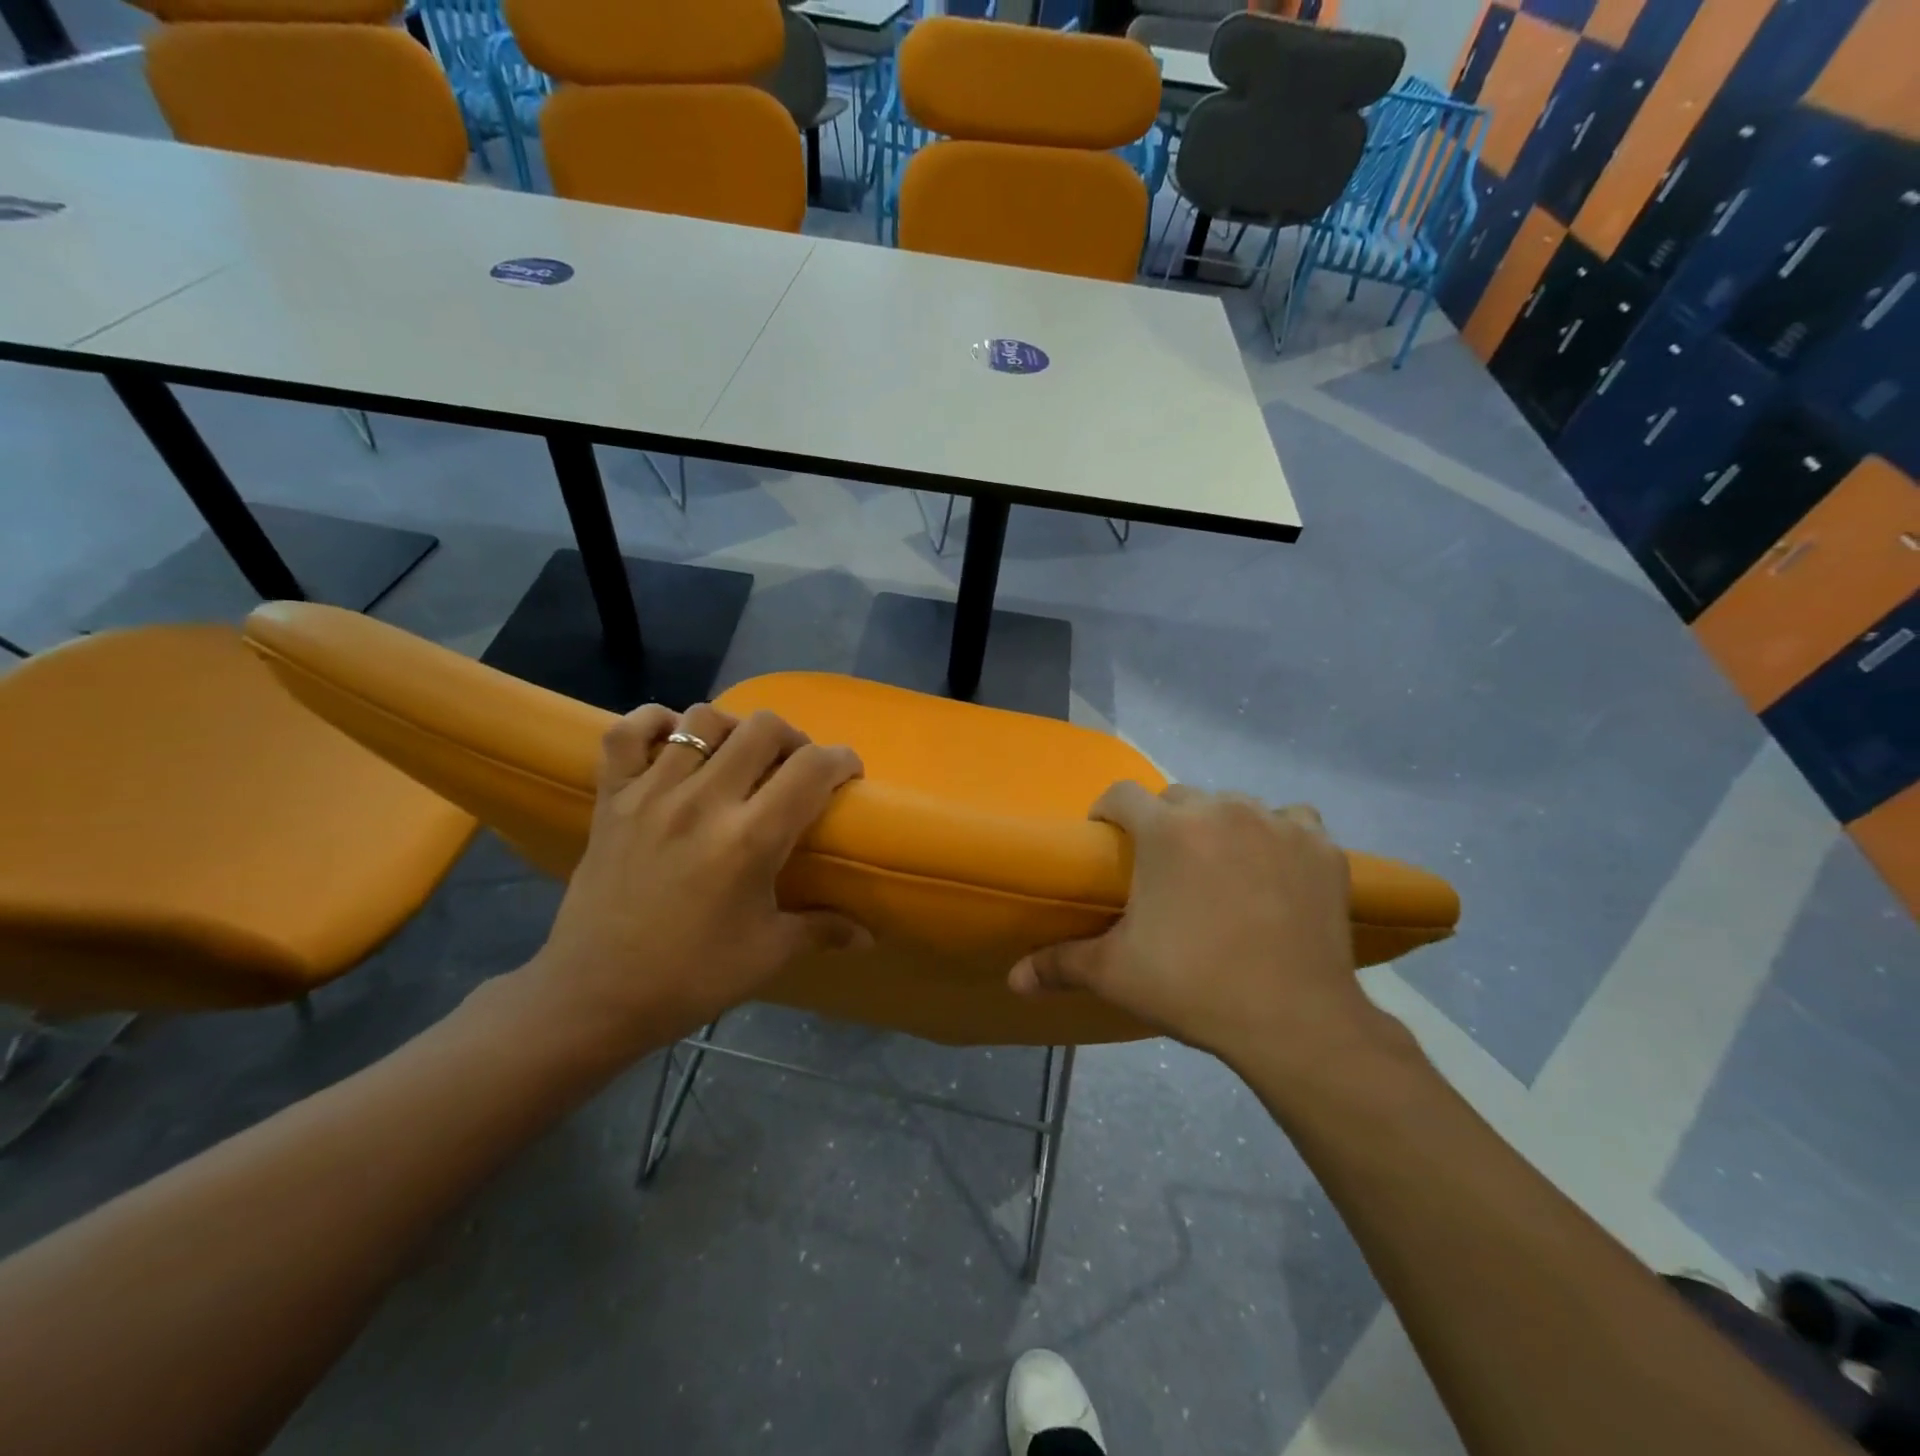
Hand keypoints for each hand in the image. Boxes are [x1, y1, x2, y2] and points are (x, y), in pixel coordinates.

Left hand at [518, 702, 868, 1058]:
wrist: (594, 997)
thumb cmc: (691, 978)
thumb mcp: (768, 954)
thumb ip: (823, 930)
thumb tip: (869, 936)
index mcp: (750, 839)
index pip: (812, 768)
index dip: (842, 761)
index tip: (847, 774)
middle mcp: (704, 801)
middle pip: (763, 727)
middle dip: (794, 739)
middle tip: (795, 768)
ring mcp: (651, 793)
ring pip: (703, 719)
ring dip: (734, 730)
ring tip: (739, 758)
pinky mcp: (611, 798)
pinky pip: (627, 732)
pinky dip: (655, 723)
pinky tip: (674, 742)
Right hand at [1010, 784, 1395, 1072]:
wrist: (1294, 1020)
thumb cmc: (1193, 986)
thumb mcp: (1116, 974)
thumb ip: (1060, 965)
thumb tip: (1013, 980)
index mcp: (1166, 830)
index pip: (1121, 794)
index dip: (1107, 813)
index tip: (1105, 840)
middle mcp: (1220, 810)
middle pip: (1178, 798)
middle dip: (1163, 823)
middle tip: (1163, 868)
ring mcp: (1277, 824)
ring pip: (1234, 805)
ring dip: (1219, 826)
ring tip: (1219, 868)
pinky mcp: (1321, 846)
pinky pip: (1292, 821)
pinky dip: (1279, 835)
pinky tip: (1276, 868)